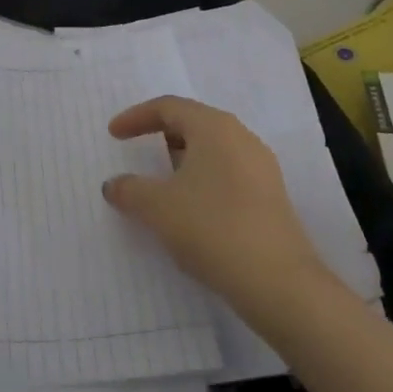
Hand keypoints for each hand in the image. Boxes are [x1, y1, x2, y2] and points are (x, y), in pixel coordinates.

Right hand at [104, 95, 333, 327]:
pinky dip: (202, 181)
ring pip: (213, 151)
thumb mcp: (156, 207)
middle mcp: (241, 138)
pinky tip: (190, 210)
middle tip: (138, 152)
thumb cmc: (211, 227)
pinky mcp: (271, 198)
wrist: (279, 283)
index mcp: (214, 128)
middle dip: (161, 136)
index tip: (113, 135)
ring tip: (161, 184)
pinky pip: (227, 174)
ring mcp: (261, 169)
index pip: (168, 107)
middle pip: (194, 124)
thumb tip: (114, 185)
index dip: (136, 117)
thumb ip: (129, 189)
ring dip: (182, 162)